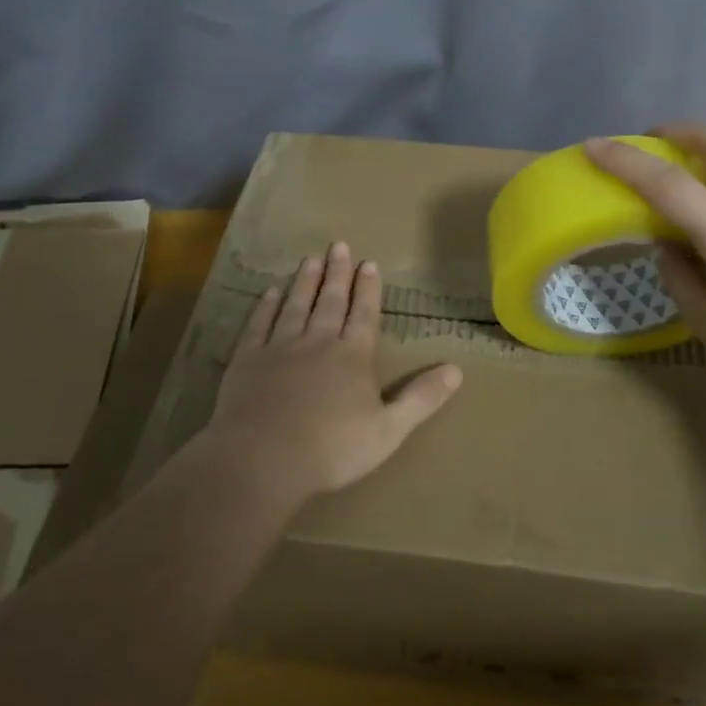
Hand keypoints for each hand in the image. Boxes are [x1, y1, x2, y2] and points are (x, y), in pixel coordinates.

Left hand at [203, 242, 463, 500]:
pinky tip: (271, 292)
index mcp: (352, 356)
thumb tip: (457, 370)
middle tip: (339, 246)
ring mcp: (280, 348)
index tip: (369, 263)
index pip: (364, 314)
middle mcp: (317, 342)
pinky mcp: (248, 359)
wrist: (262, 459)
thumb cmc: (331, 449)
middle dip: (337, 273)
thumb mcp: (389, 430)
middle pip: (330, 301)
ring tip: (310, 259)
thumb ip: (422, 398)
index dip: (368, 288)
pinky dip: (267, 306)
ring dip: (305, 281)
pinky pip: (260, 324)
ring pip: (296, 305)